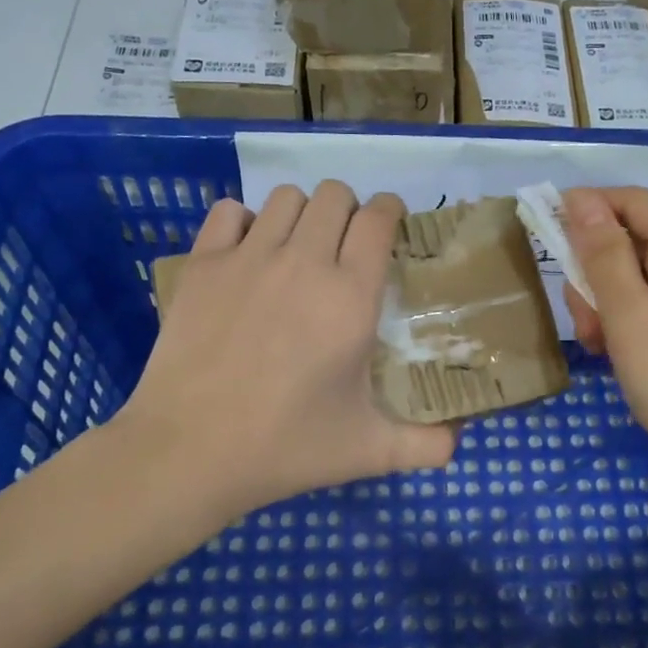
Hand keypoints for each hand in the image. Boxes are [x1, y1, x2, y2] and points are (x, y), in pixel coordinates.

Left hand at [116, 181, 455, 535]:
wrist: (190, 452)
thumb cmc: (286, 447)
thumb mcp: (368, 452)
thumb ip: (425, 445)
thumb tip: (458, 443)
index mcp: (350, 297)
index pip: (378, 219)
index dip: (389, 211)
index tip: (389, 225)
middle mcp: (303, 263)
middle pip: (335, 195)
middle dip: (348, 211)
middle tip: (345, 247)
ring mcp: (248, 258)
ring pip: (286, 197)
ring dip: (302, 213)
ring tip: (299, 248)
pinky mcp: (203, 265)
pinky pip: (230, 212)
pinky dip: (245, 222)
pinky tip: (248, 254)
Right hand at [561, 187, 647, 506]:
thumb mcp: (631, 314)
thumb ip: (603, 254)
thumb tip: (579, 199)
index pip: (630, 200)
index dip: (585, 208)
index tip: (543, 234)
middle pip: (629, 240)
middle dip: (593, 271)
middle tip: (584, 316)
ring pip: (631, 279)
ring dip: (603, 305)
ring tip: (600, 346)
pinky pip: (645, 309)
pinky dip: (622, 326)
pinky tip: (614, 358)